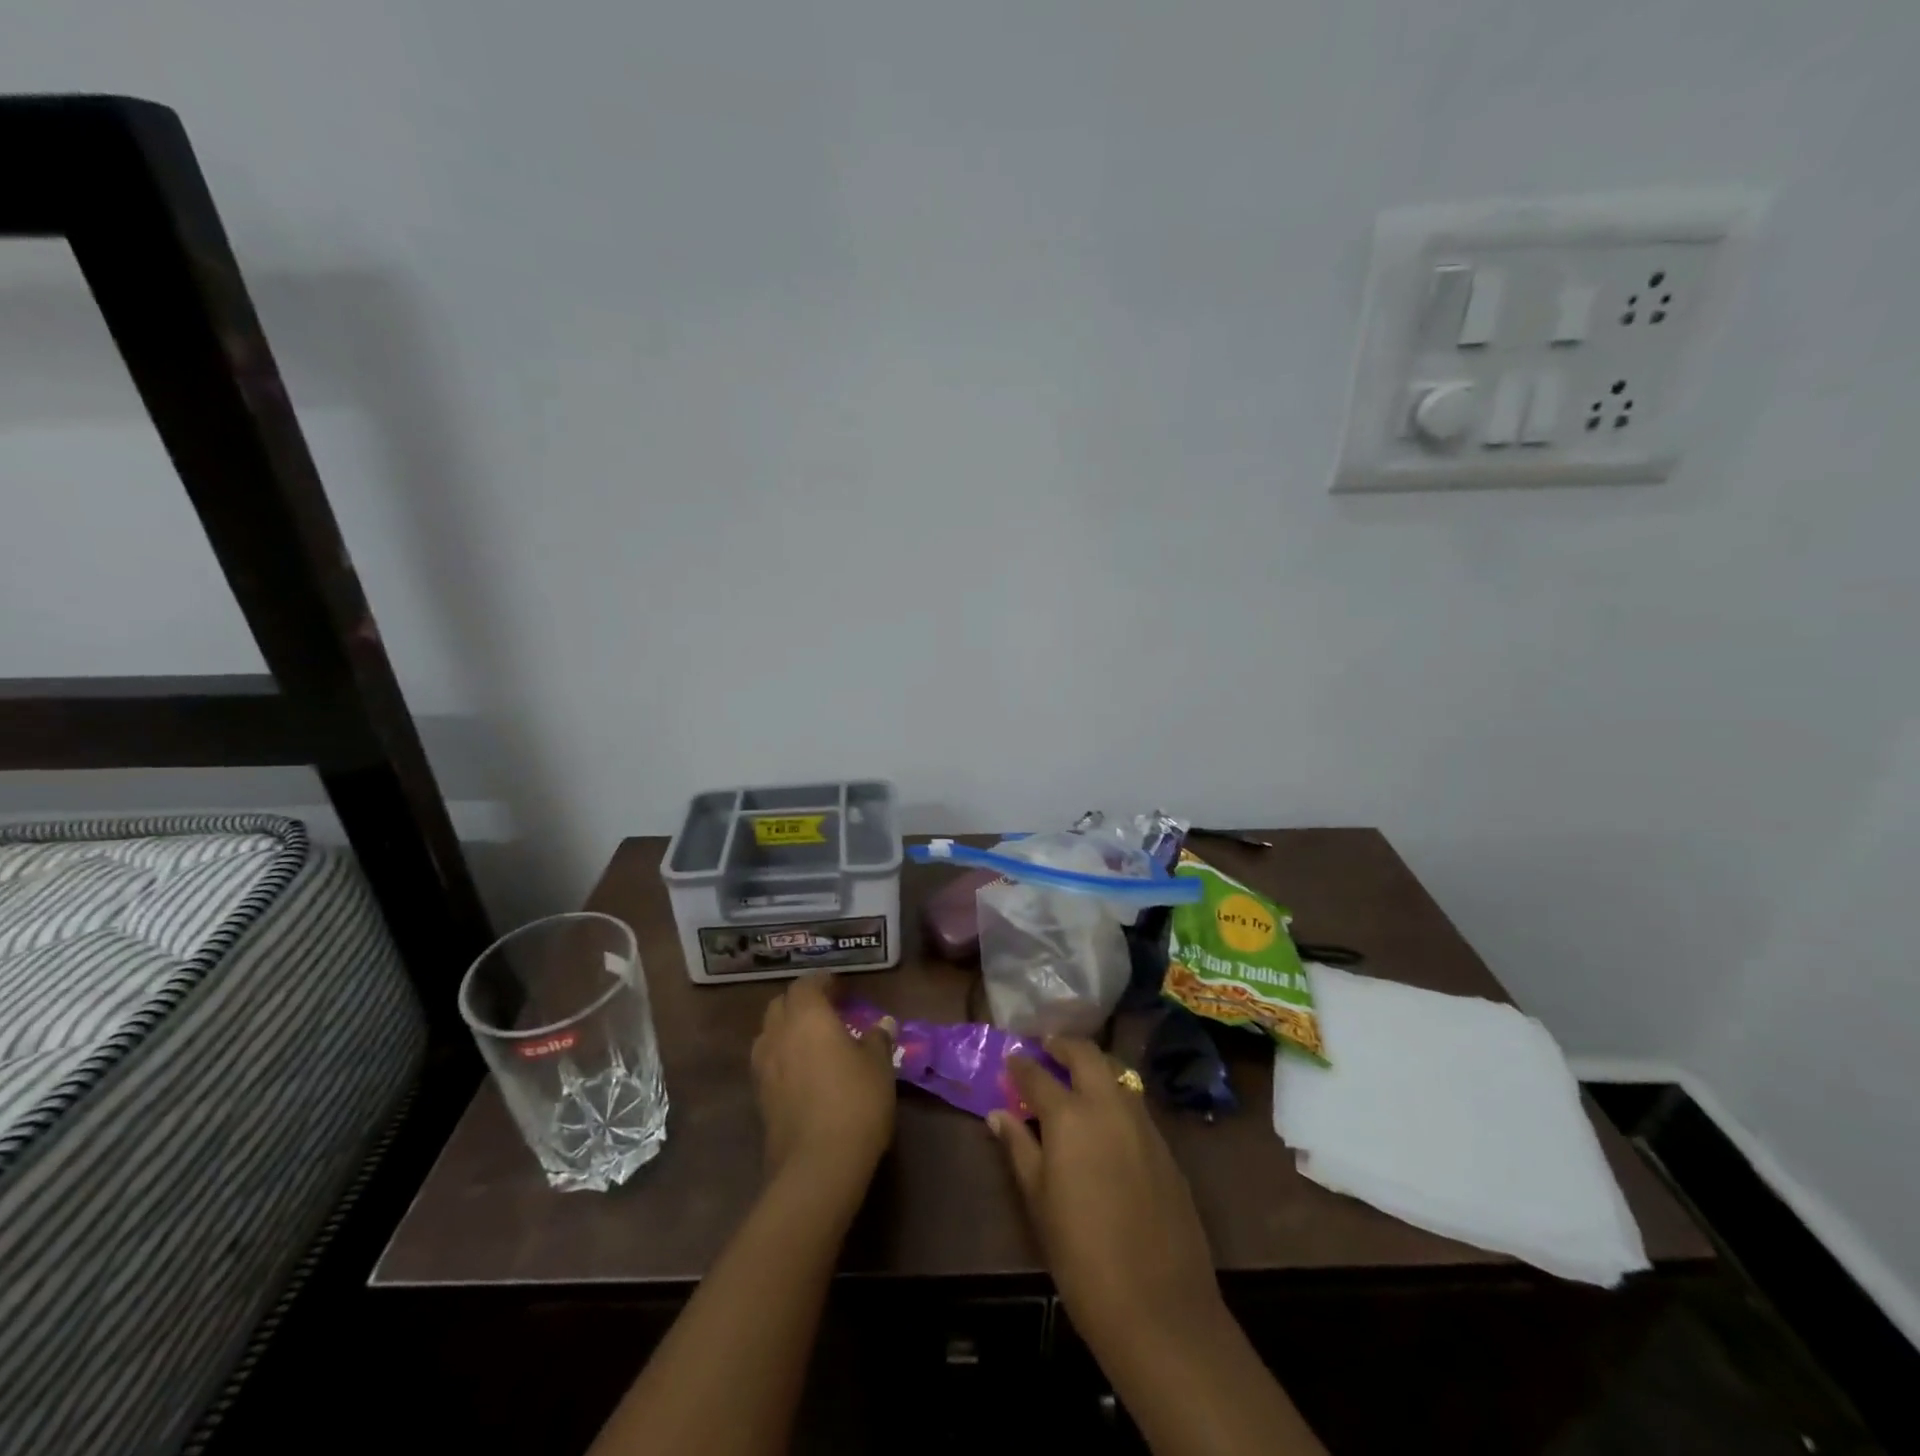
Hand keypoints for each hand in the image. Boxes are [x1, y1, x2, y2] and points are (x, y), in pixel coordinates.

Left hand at [750, 975, 896, 1192]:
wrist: (817, 1166)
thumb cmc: (855, 1102)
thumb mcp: (878, 1066)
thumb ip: (877, 1040)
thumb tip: (883, 1024)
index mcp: (807, 1016)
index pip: (806, 984)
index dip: (822, 982)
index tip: (839, 987)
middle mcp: (778, 1034)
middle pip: (780, 1005)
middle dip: (800, 1002)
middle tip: (826, 1010)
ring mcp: (763, 1067)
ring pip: (769, 1033)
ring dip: (786, 1029)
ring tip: (811, 1039)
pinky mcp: (759, 1098)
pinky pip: (768, 1062)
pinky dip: (782, 1056)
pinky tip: (803, 1071)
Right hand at [991, 1039, 1224, 1352]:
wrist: (1158, 1306)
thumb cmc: (1081, 1256)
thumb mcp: (1039, 1201)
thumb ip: (1019, 1149)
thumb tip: (998, 1114)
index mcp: (1070, 1116)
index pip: (1038, 1075)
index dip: (1021, 1065)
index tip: (1011, 1060)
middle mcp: (1109, 1105)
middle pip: (1087, 1054)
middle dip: (1063, 1045)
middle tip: (1047, 1048)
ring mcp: (1143, 1123)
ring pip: (1117, 1073)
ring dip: (1094, 1066)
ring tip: (1076, 1078)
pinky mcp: (1165, 1146)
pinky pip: (1135, 1103)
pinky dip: (1116, 1095)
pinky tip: (1106, 1120)